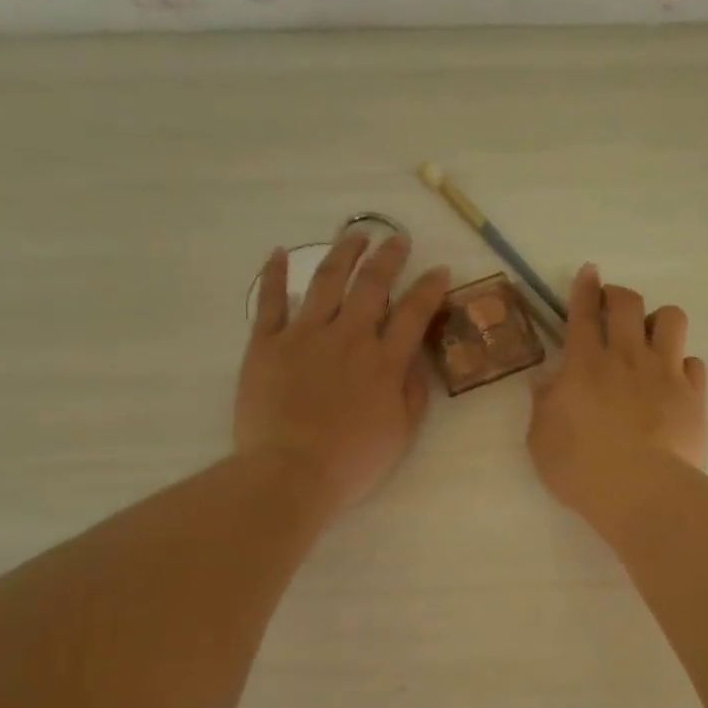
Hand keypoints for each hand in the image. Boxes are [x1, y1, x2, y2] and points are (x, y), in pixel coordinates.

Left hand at [235, 230, 450, 516]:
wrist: (290, 473)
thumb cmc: (352, 462)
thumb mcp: (401, 434)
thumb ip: (412, 393)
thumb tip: (414, 360)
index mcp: (384, 362)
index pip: (415, 313)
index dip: (430, 288)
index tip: (440, 271)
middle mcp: (348, 337)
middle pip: (372, 284)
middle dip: (389, 257)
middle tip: (397, 239)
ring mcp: (304, 336)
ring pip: (326, 281)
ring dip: (343, 253)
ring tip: (355, 234)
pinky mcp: (267, 344)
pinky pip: (270, 301)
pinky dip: (273, 275)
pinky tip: (278, 253)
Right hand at [527, 264, 706, 532]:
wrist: (640, 490)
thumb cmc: (580, 468)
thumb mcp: (541, 439)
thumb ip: (543, 404)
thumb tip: (546, 381)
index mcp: (585, 364)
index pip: (584, 313)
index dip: (586, 288)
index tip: (590, 272)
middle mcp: (627, 358)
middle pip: (629, 304)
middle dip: (620, 295)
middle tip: (614, 305)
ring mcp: (665, 373)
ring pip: (672, 319)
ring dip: (659, 320)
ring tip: (651, 338)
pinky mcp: (693, 396)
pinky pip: (694, 363)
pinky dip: (682, 365)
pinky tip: (674, 380)